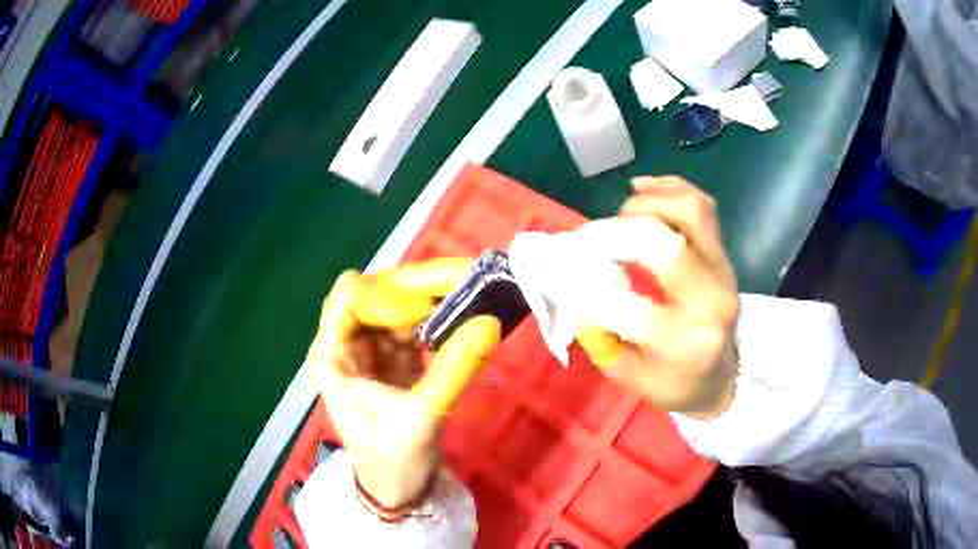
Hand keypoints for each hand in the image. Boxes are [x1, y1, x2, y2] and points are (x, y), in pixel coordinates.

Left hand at [306, 259, 500, 508]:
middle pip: (378, 293)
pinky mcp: (396, 355)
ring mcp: (372, 347)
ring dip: (434, 296)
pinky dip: (439, 315)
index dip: (388, 297)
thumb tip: (490, 322)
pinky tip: (465, 313)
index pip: (350, 299)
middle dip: (419, 285)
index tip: (429, 311)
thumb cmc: (393, 462)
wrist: (398, 491)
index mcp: (333, 357)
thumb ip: (453, 371)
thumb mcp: (422, 420)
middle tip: (467, 277)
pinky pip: (416, 323)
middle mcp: (347, 343)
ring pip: (399, 303)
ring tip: (474, 290)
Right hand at [576, 177, 739, 419]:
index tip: (556, 274)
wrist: (724, 374)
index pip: (630, 310)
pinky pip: (701, 205)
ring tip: (616, 220)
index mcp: (687, 343)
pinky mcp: (723, 252)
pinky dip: (668, 187)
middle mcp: (712, 300)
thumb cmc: (676, 384)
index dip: (584, 289)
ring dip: (642, 207)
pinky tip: (639, 189)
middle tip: (582, 241)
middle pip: (664, 247)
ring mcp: (723, 270)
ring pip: (689, 212)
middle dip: (612, 236)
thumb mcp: (632, 380)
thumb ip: (602, 341)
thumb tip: (573, 295)